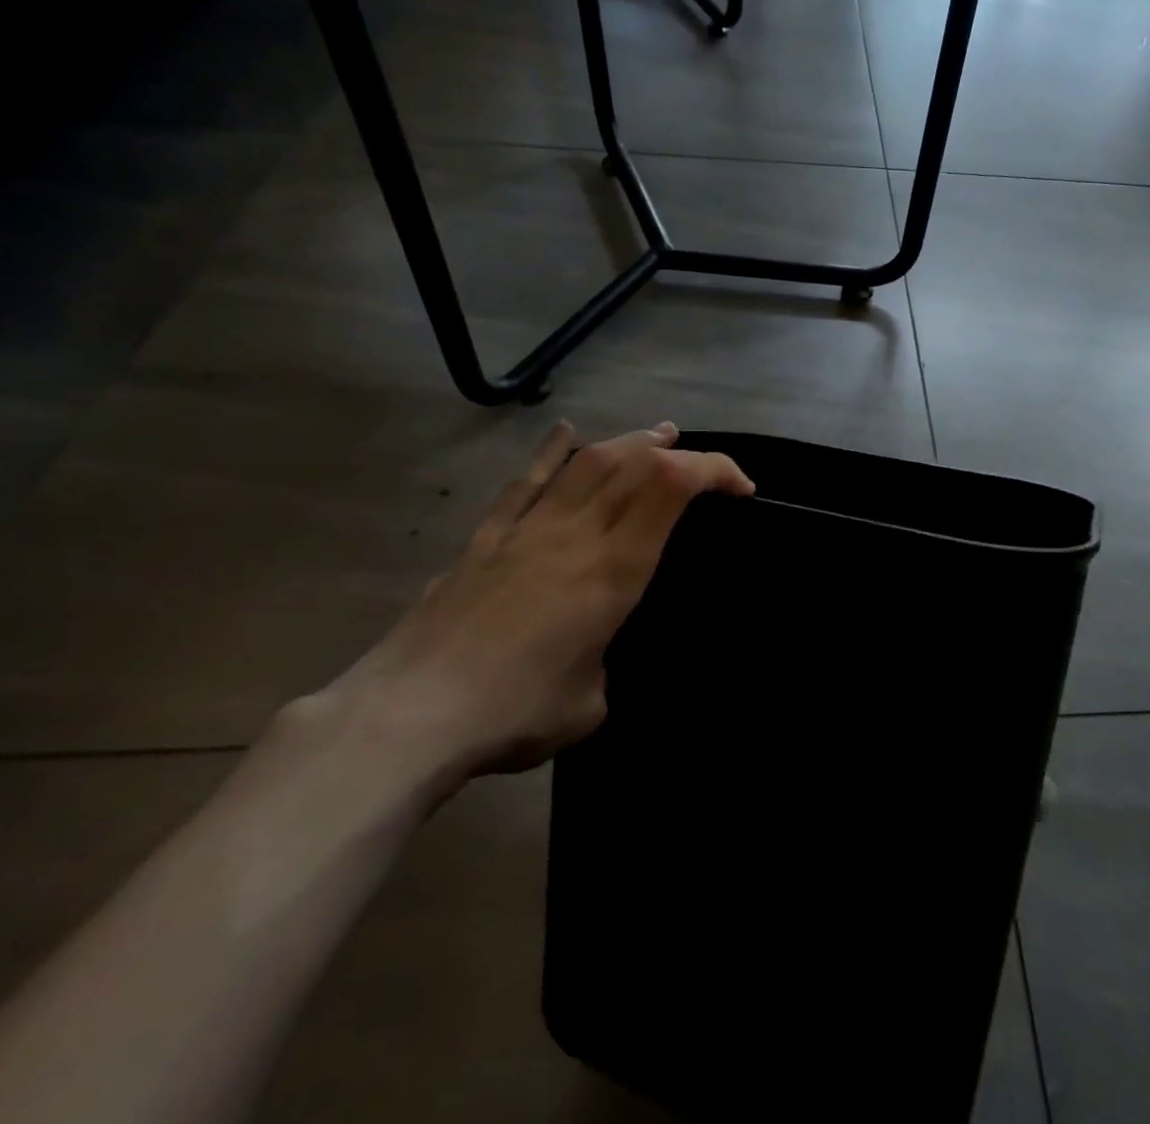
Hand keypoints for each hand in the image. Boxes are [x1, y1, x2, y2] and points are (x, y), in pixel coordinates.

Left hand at [318, 420, 752, 783]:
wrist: (408, 716)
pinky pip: (526, 482)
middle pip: (635, 464)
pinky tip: (567, 433)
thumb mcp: (589, 704)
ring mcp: (527, 529)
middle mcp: (576, 533)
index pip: (673, 488)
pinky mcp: (486, 539)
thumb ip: (604, 665)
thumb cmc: (514, 713)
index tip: (741, 488)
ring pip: (587, 462)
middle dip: (680, 454)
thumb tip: (592, 656)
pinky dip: (552, 452)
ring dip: (629, 443)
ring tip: (656, 436)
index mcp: (613, 569)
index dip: (715, 470)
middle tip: (703, 464)